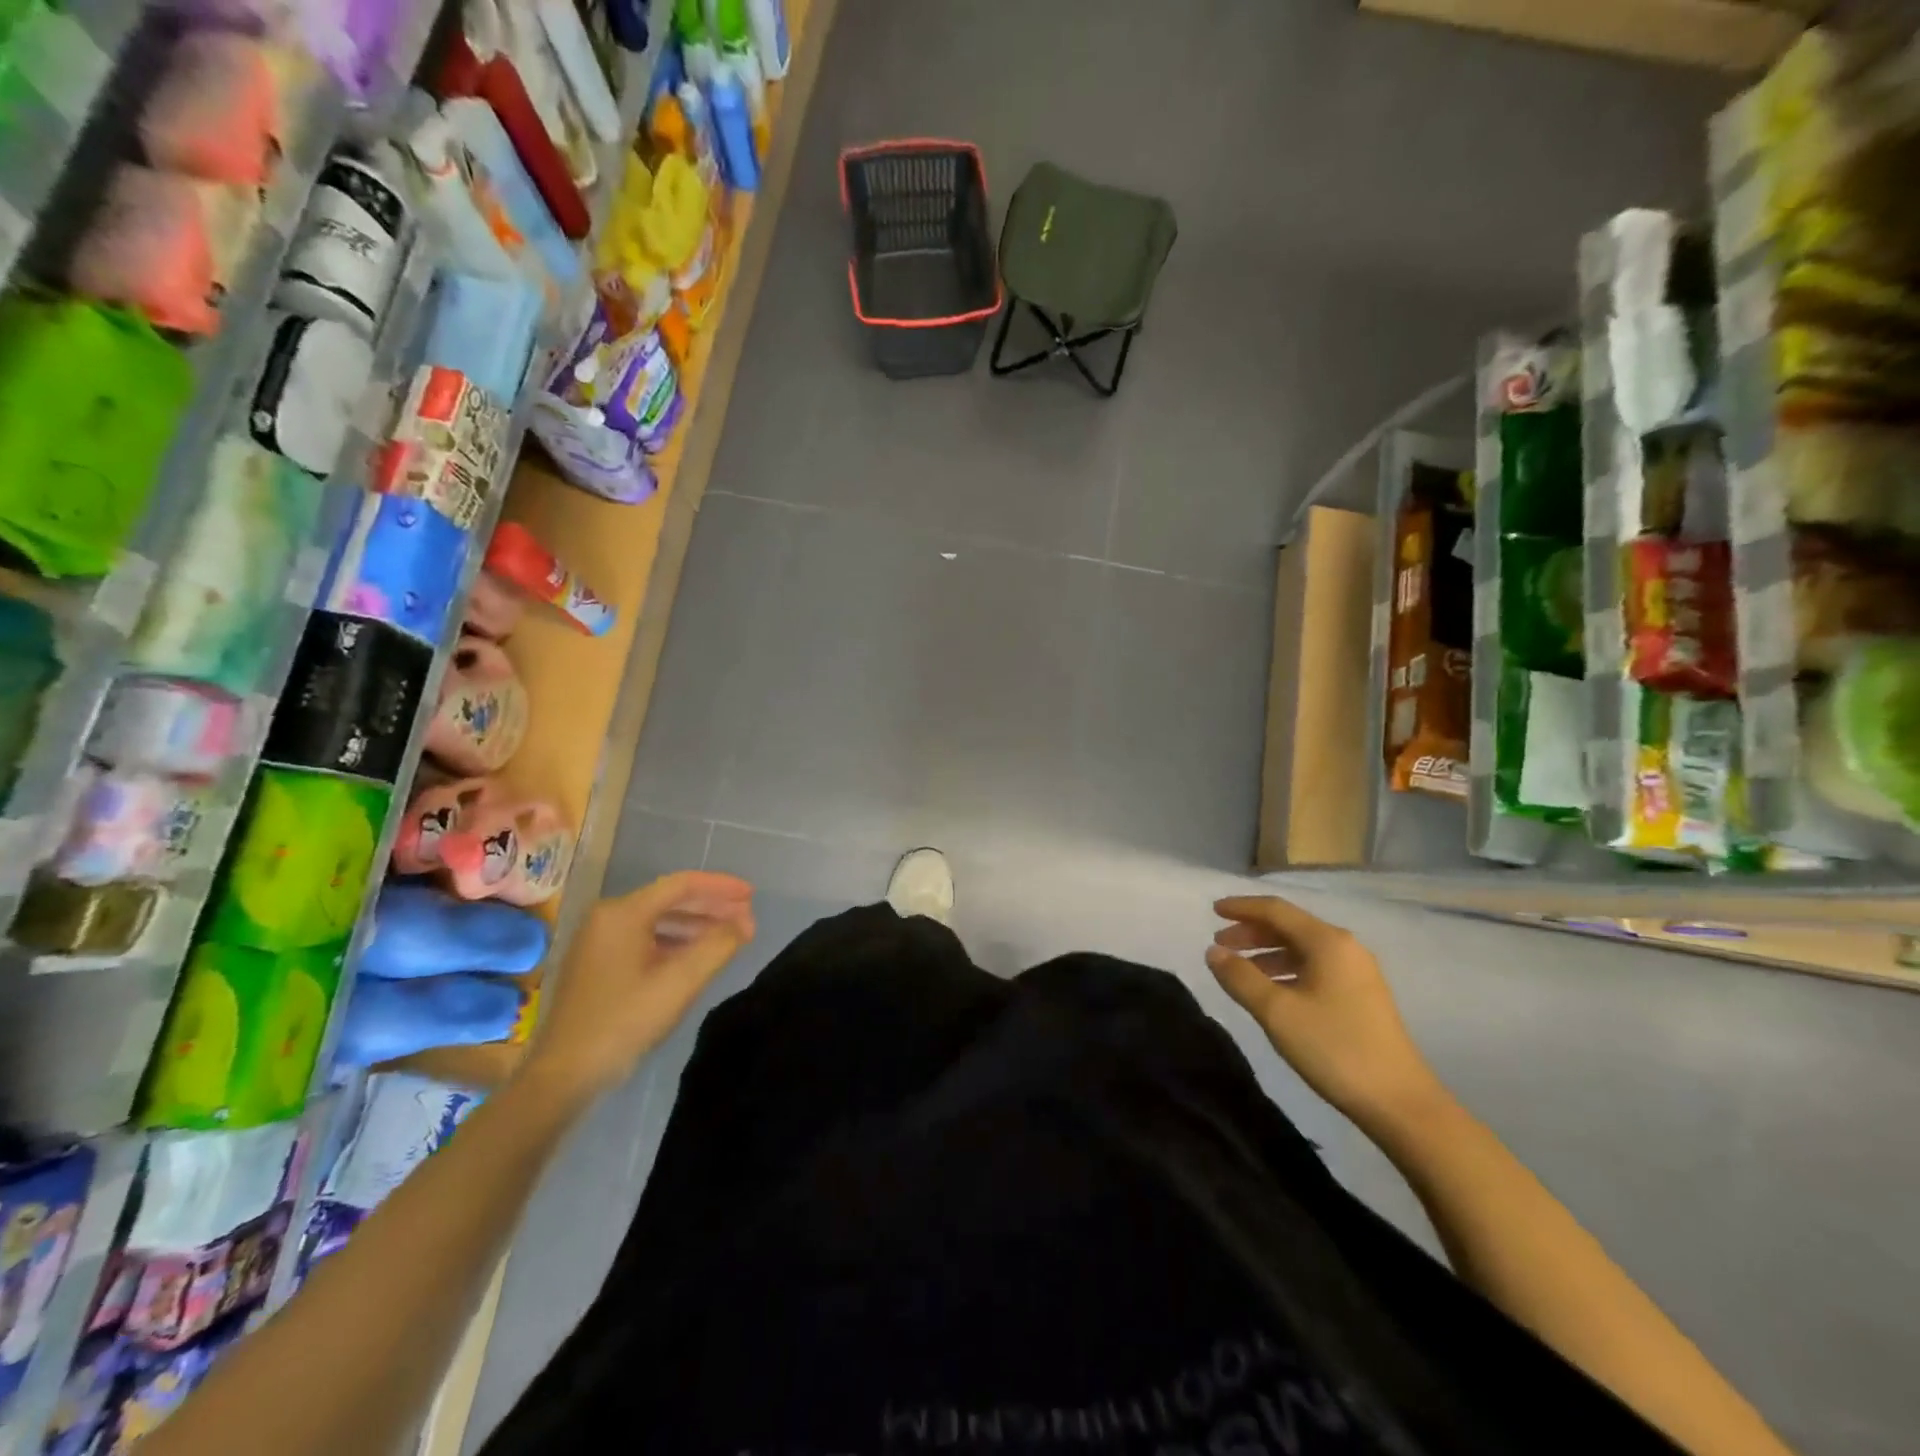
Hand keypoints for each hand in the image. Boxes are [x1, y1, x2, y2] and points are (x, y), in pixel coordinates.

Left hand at [525, 871, 754, 1099]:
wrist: (564, 1075)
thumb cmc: (624, 1022)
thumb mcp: (680, 983)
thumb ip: (718, 945)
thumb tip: (743, 923)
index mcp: (623, 913)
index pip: (682, 885)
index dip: (721, 887)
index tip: (752, 896)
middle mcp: (608, 917)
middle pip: (670, 900)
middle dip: (712, 907)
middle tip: (747, 918)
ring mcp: (599, 940)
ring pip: (658, 920)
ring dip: (696, 925)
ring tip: (729, 936)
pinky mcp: (597, 963)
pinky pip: (645, 938)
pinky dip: (675, 942)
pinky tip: (696, 956)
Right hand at [1207, 895, 1446, 1130]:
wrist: (1400, 1102)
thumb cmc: (1334, 1048)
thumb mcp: (1277, 1012)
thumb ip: (1240, 977)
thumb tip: (1213, 951)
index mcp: (1327, 942)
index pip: (1276, 910)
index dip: (1242, 908)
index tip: (1212, 910)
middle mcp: (1345, 948)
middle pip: (1290, 926)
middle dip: (1252, 931)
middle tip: (1219, 944)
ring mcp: (1357, 972)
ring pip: (1302, 948)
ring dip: (1267, 952)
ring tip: (1238, 969)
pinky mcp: (1361, 996)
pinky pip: (1314, 967)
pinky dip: (1286, 969)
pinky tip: (1271, 990)